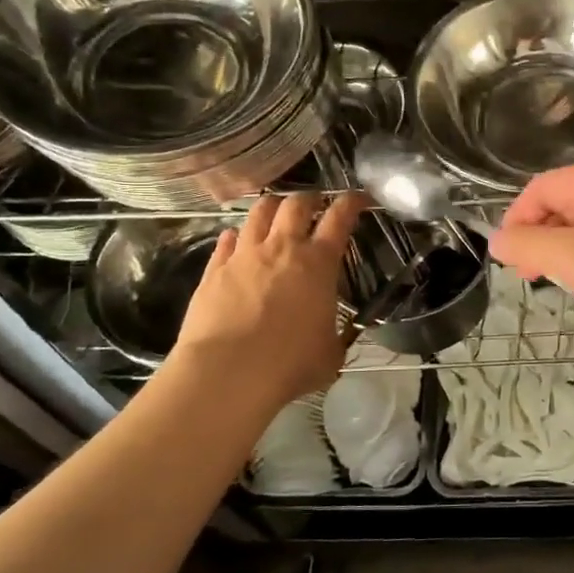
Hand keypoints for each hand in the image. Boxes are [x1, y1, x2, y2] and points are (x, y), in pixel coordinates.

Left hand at [172, 191, 368, 409]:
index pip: (340, 217)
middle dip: (309, 198)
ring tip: (277, 212)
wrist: (227, 374)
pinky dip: (236, 236)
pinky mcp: (213, 270)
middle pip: (296, 204)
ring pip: (258, 212)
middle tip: (315, 204)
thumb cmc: (290, 364)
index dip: (352, 202)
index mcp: (319, 263)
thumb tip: (335, 334)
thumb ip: (336, 334)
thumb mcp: (331, 353)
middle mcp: (282, 248)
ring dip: (272, 207)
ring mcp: (244, 256)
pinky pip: (226, 241)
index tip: (360, 198)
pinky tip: (237, 240)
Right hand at [488, 162, 573, 352]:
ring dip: (563, 250)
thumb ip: (528, 246)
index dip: (517, 221)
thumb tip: (496, 240)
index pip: (540, 187)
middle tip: (531, 277)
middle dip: (539, 237)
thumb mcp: (573, 260)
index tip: (510, 261)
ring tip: (561, 283)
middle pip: (562, 202)